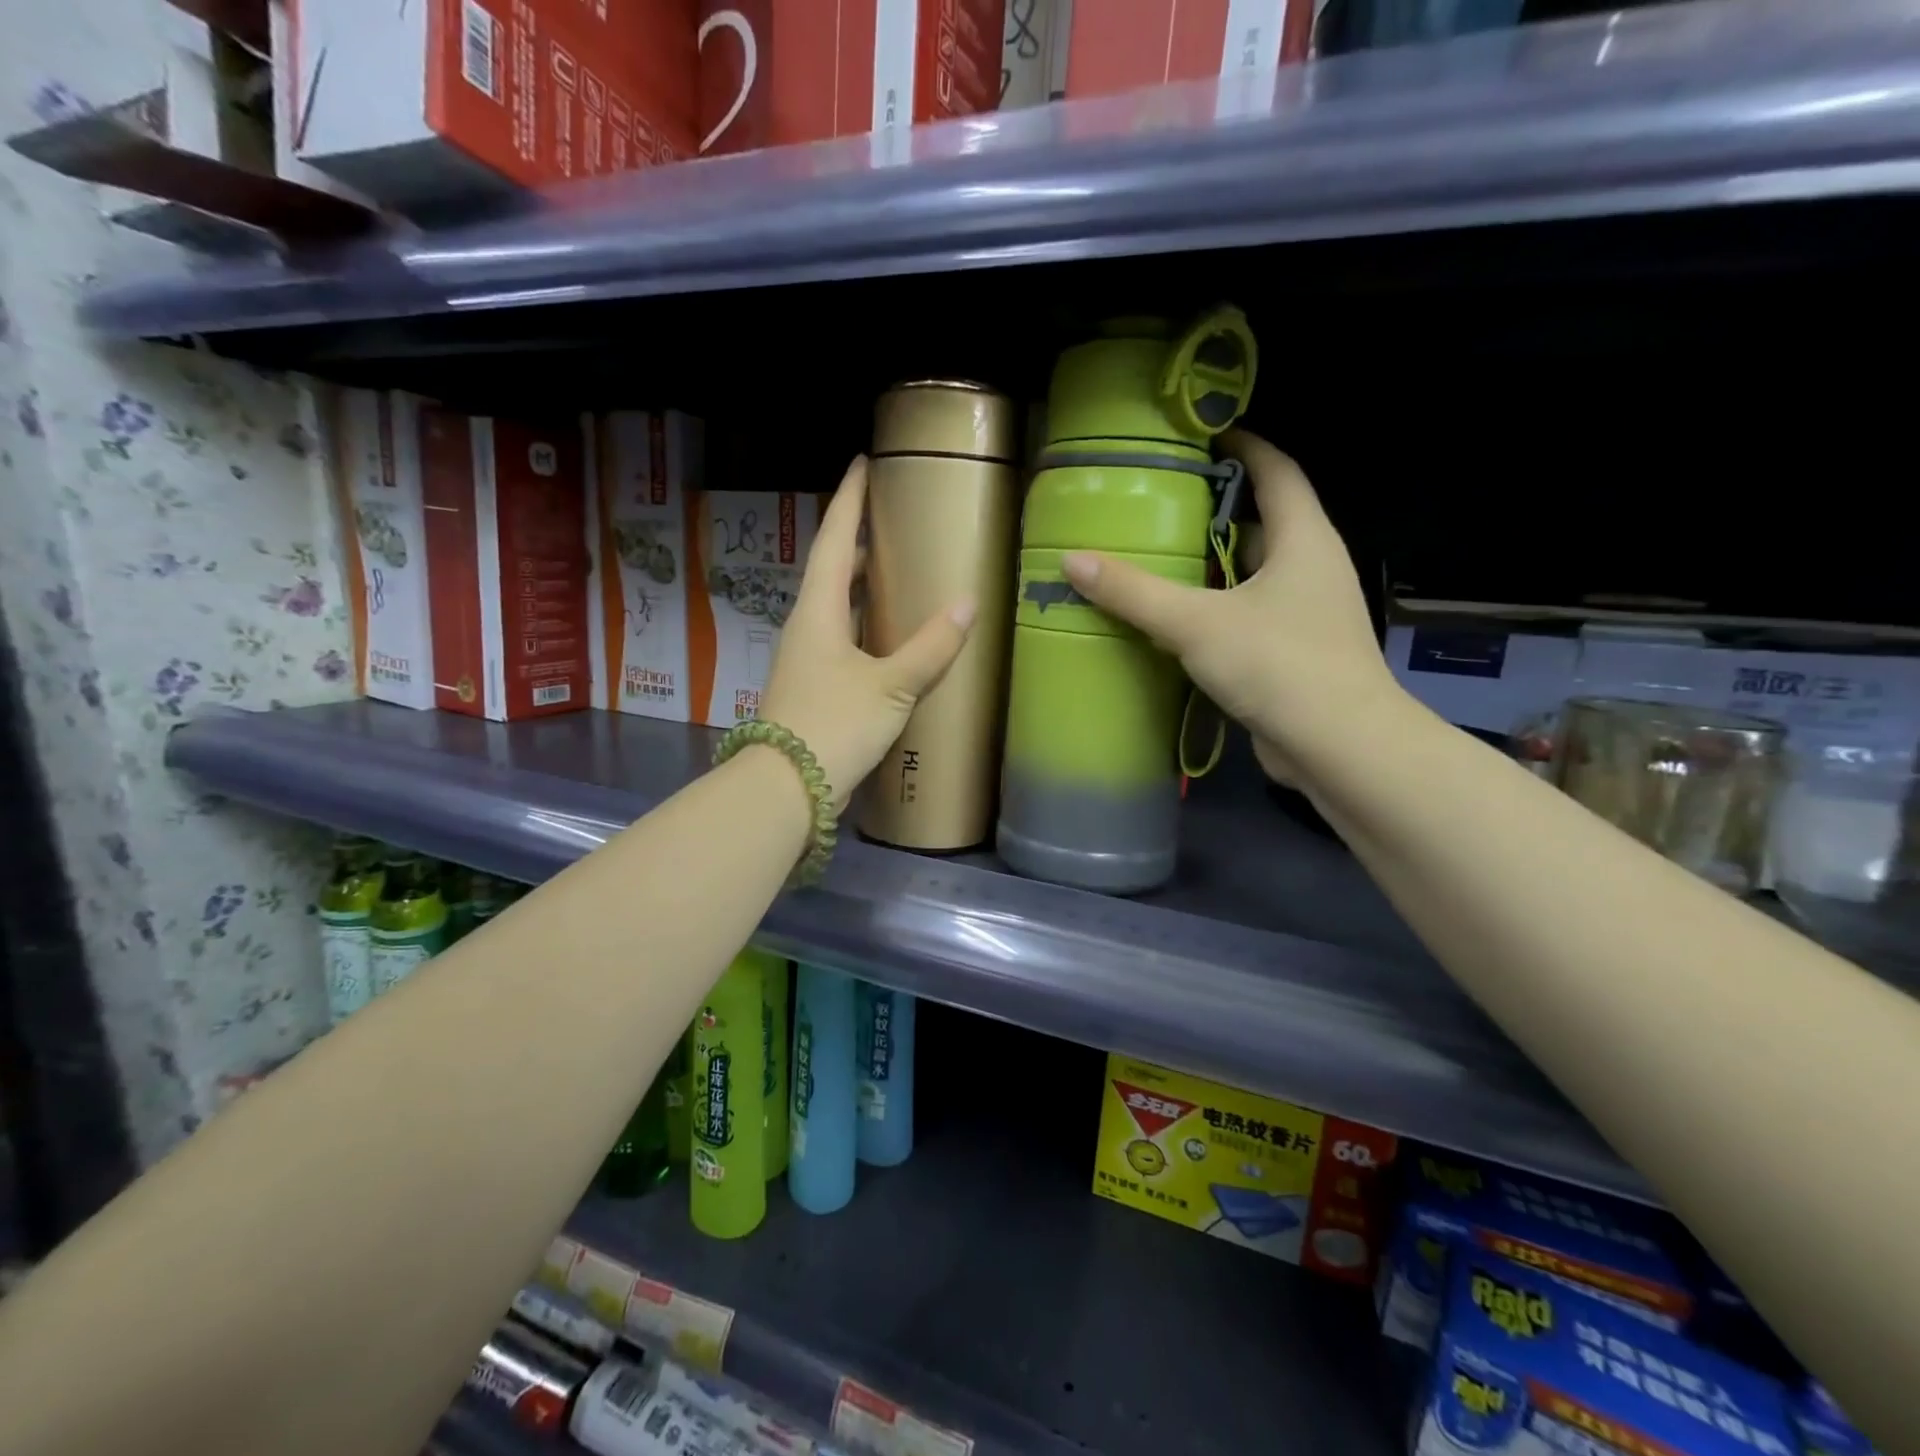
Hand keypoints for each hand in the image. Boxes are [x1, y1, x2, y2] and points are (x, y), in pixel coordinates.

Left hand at [757, 457, 976, 810]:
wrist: (789, 789)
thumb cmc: (834, 725)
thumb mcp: (890, 686)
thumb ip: (930, 648)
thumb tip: (967, 605)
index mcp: (817, 612)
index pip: (831, 540)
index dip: (848, 501)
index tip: (862, 464)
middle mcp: (806, 628)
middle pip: (829, 572)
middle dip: (856, 544)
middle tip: (890, 525)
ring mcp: (806, 661)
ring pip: (834, 609)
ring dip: (859, 588)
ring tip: (894, 575)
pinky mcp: (815, 690)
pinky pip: (842, 643)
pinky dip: (865, 629)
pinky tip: (890, 640)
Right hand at [1061, 430, 1394, 785]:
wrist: (1339, 747)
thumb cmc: (1279, 665)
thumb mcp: (1196, 623)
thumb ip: (1134, 592)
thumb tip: (1071, 560)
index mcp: (1304, 539)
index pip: (1277, 471)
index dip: (1244, 446)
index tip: (1201, 435)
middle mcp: (1313, 568)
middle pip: (1265, 521)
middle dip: (1217, 509)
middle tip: (1161, 503)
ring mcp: (1308, 613)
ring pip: (1256, 573)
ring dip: (1215, 564)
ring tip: (1160, 557)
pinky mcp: (1296, 652)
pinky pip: (1251, 614)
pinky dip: (1219, 608)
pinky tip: (1180, 620)